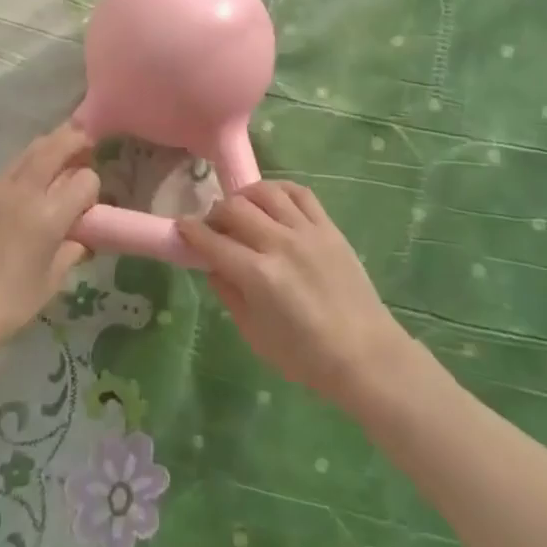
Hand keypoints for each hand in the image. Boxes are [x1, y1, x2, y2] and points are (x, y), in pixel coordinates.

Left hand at [0, 123, 98, 377]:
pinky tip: (22, 189)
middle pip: (55, 146)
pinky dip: (22, 169)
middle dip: (74, 139)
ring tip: (58, 156)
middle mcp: (23, 191)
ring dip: (47, 148)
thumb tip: (79, 236)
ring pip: (27, 152)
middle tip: (86, 141)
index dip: (92, 187)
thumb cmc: (5, 307)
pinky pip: (5, 171)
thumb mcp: (50, 284)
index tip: (89, 204)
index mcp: (48, 215)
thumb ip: (70, 251)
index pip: (85, 179)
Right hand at [178, 181, 412, 411]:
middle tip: (213, 227)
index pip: (212, 242)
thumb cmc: (305, 356)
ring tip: (241, 210)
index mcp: (258, 275)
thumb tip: (212, 265)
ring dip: (244, 196)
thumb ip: (228, 294)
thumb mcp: (254, 334)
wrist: (364, 355)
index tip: (181, 228)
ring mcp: (307, 232)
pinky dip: (278, 190)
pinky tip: (271, 201)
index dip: (190, 232)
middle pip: (234, 208)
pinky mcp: (328, 228)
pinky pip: (299, 193)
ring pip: (265, 192)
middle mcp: (280, 244)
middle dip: (214, 213)